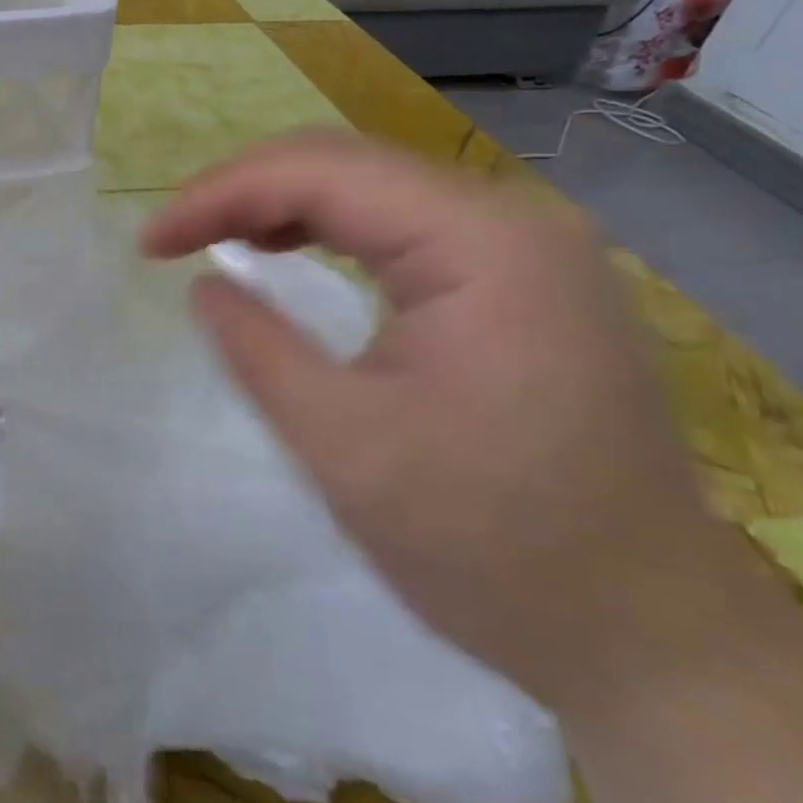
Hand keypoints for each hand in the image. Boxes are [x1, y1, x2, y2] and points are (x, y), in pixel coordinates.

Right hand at [143, 130, 755, 714]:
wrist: (653, 639)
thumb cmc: (494, 547)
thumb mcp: (344, 446)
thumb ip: (257, 347)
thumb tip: (205, 284)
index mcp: (484, 244)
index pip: (322, 173)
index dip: (219, 194)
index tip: (149, 241)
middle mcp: (514, 220)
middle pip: (347, 163)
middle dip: (244, 190)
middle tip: (172, 236)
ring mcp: (525, 246)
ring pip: (370, 186)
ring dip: (279, 203)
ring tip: (213, 238)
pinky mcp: (520, 278)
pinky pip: (400, 223)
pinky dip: (325, 227)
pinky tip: (284, 248)